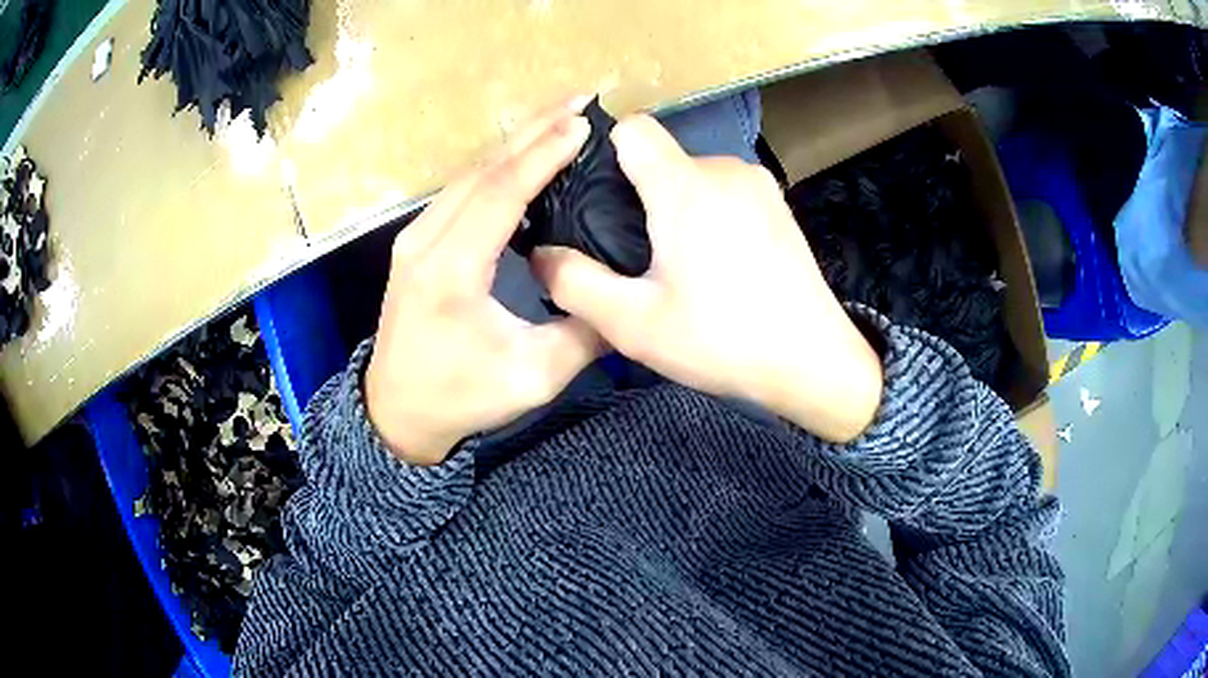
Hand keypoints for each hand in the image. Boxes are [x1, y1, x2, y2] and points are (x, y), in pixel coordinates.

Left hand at [366, 97, 602, 464]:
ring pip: (469, 173)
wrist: (398, 411)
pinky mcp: (417, 242)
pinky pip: (460, 189)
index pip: (500, 194)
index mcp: (449, 272)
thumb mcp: (534, 377)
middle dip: (534, 129)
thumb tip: (625, 291)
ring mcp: (415, 238)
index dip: (543, 155)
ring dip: (516, 141)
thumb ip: (585, 331)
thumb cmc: (461, 398)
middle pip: (481, 169)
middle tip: (581, 100)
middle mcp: (425, 242)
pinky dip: (497, 165)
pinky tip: (525, 156)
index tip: (584, 124)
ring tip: (560, 119)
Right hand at [533, 115, 882, 441]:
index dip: (602, 154)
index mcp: (686, 185)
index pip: (632, 129)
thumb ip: (573, 283)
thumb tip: (540, 254)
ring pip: (693, 176)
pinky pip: (725, 192)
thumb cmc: (722, 340)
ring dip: (674, 208)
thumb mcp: (633, 323)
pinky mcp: (779, 205)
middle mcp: (725, 168)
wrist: (813, 362)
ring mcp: (758, 184)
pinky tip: (718, 266)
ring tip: (677, 266)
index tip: (593, 200)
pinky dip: (708, 215)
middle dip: (637, 195)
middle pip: (661, 158)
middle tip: (632, 256)